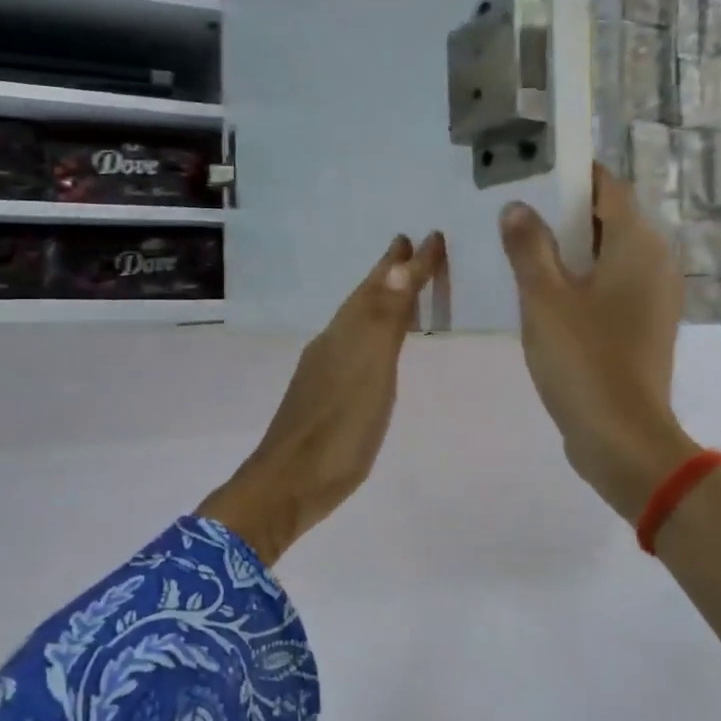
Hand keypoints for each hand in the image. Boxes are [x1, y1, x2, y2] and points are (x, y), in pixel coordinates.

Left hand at [197, 232, 446, 564]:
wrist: (288, 485)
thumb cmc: (338, 430)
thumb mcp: (369, 372)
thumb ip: (384, 321)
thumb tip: (400, 263)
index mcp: (346, 333)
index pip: (381, 286)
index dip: (408, 264)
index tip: (432, 235)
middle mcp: (333, 343)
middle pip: (363, 298)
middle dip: (388, 272)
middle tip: (409, 246)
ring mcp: (325, 370)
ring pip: (357, 321)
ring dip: (380, 300)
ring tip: (400, 287)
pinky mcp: (325, 395)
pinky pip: (355, 346)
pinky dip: (372, 332)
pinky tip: (376, 346)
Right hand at [499, 166, 696, 519]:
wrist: (622, 437)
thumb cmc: (583, 359)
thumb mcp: (544, 298)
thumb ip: (528, 246)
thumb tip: (517, 207)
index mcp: (637, 244)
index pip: (607, 187)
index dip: (571, 175)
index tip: (531, 172)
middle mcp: (655, 262)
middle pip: (608, 220)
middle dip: (564, 213)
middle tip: (515, 211)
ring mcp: (653, 297)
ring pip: (608, 256)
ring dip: (569, 249)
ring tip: (521, 249)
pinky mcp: (643, 327)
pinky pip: (611, 287)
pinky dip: (582, 281)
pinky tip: (544, 294)